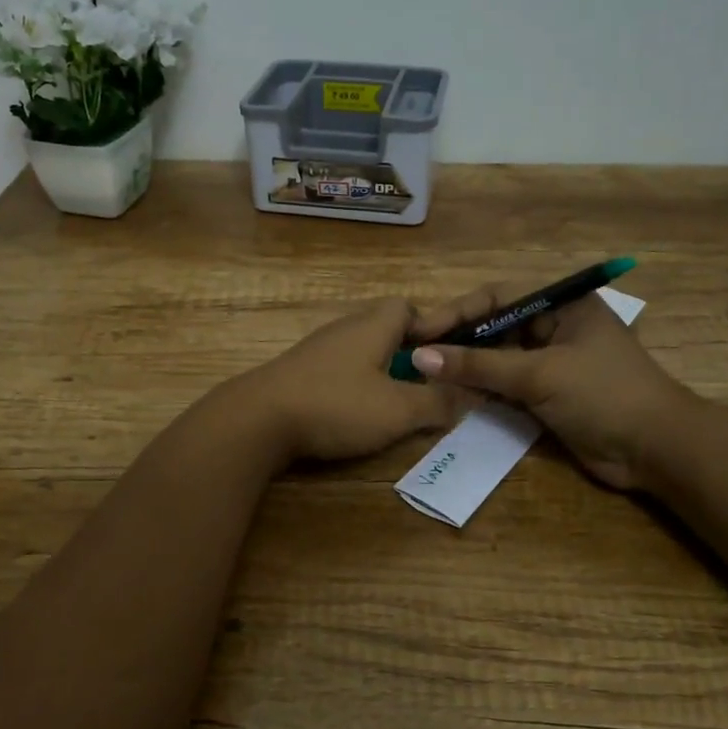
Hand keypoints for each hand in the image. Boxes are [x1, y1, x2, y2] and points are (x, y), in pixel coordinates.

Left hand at [226, 298, 466, 463]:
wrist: (257, 420)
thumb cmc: (336, 405)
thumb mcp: (398, 410)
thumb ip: (438, 402)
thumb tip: (470, 394)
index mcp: (373, 326)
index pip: (409, 308)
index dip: (432, 330)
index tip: (445, 360)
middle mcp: (345, 329)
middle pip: (386, 331)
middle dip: (409, 357)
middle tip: (424, 389)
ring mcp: (318, 350)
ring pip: (362, 353)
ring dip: (382, 375)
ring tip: (394, 407)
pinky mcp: (299, 373)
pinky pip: (339, 372)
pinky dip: (354, 389)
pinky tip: (354, 416)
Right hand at [406, 282, 699, 490]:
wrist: (656, 450)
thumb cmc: (603, 394)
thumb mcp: (538, 374)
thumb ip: (478, 365)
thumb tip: (420, 357)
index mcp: (561, 304)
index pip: (496, 297)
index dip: (456, 312)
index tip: (419, 331)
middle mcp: (554, 326)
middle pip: (495, 326)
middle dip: (458, 341)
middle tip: (417, 356)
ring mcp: (552, 362)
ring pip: (498, 358)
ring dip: (468, 368)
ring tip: (427, 377)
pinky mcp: (549, 394)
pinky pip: (507, 385)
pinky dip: (483, 390)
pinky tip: (454, 397)